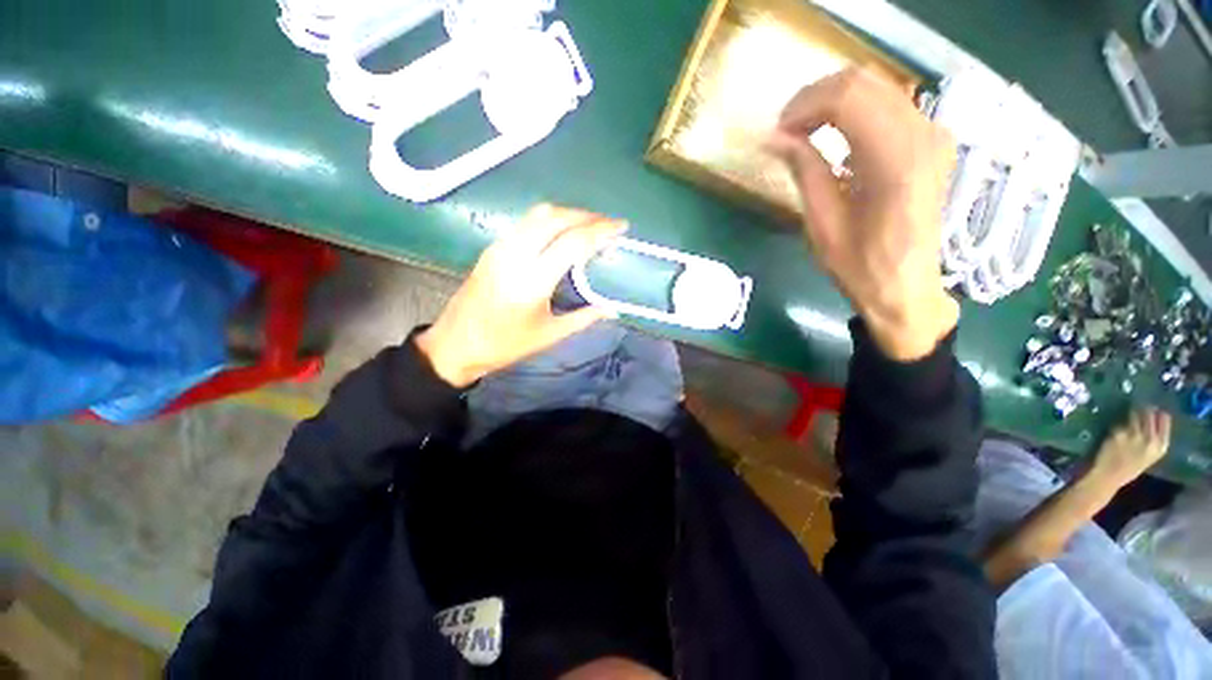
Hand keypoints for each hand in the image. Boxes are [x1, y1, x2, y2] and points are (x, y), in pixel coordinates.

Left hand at [416, 205, 624, 387]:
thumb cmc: (505, 345)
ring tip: (589, 225)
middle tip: (608, 224)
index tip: (621, 227)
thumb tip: (612, 309)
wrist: (455, 344)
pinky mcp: (492, 248)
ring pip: (538, 214)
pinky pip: (526, 222)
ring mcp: (500, 247)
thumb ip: (584, 318)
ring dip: (568, 214)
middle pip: (555, 217)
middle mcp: (515, 255)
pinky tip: (562, 233)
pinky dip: (550, 220)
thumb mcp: (549, 336)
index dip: (600, 230)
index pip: (572, 242)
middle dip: (586, 215)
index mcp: (532, 281)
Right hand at [769, 67, 958, 360]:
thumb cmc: (860, 265)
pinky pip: (888, 103)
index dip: (804, 107)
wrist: (905, 287)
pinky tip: (832, 133)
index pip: (847, 98)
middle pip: (863, 81)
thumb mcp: (822, 222)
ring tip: (803, 131)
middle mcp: (923, 135)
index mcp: (895, 161)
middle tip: (785, 130)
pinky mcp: (931, 140)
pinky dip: (853, 109)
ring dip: (833, 101)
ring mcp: (933, 133)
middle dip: (815, 98)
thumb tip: (774, 137)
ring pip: (876, 86)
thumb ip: (804, 171)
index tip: (777, 133)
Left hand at [1088, 408, 1171, 489]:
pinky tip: (1115, 427)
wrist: (1109, 477)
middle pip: (1149, 413)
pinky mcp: (1119, 433)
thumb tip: (1155, 417)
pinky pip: (1119, 422)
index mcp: (1161, 446)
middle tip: (1137, 406)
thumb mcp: (1150, 454)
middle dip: (1143, 407)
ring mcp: (1134, 435)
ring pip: (1134, 414)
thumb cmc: (1129, 468)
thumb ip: (1154, 438)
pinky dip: (1117, 423)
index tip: (1153, 408)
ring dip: (1130, 412)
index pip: (1164, 419)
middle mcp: (1151, 439)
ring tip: (1127, 413)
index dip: (1157, 411)